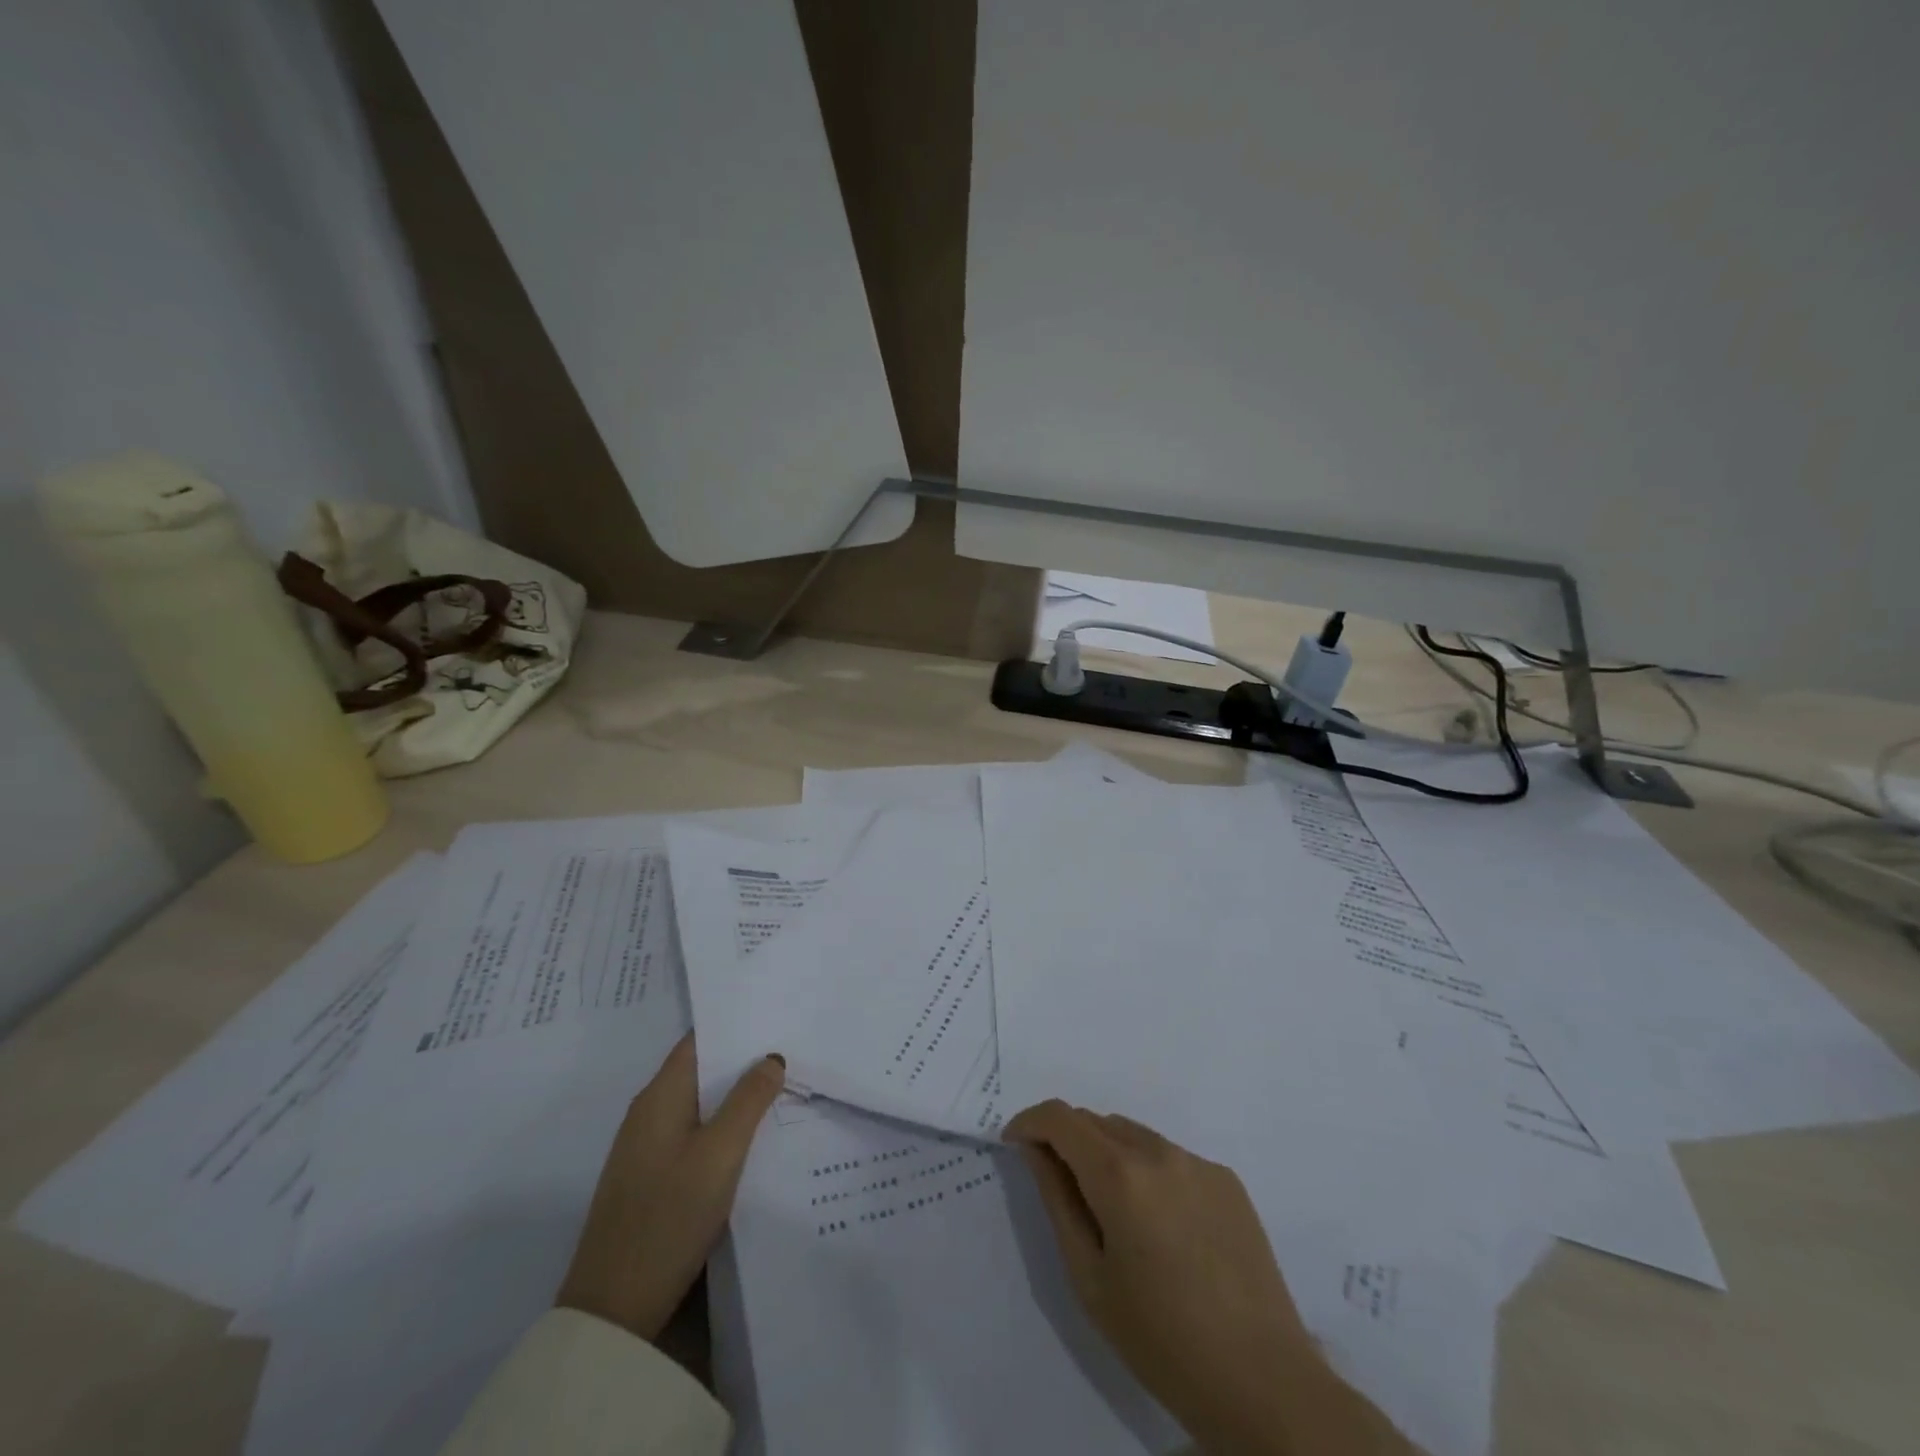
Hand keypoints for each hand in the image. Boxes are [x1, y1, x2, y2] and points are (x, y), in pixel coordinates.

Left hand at [557, 1035, 784, 1341]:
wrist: (613, 1311)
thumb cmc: (668, 1217)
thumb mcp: (720, 1154)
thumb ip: (748, 1100)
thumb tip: (771, 1056)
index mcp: (659, 1096)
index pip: (699, 1040)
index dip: (736, 1024)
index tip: (776, 1015)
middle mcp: (648, 1113)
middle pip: (701, 1070)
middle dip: (743, 1060)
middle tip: (792, 1049)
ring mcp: (646, 1148)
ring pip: (699, 1105)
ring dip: (736, 1096)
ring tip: (784, 1087)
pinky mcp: (651, 1179)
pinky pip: (694, 1135)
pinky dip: (724, 1126)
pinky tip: (754, 1137)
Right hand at [1003, 1100, 1410, 1455]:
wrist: (1264, 1382)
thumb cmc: (1161, 1339)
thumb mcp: (1090, 1278)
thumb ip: (1058, 1200)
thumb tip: (1036, 1151)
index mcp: (1120, 1174)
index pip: (1062, 1118)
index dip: (1030, 1122)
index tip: (1015, 1144)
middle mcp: (1159, 1151)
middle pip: (1097, 1122)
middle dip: (1067, 1140)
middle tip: (1059, 1186)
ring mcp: (1198, 1162)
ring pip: (1134, 1135)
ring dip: (1108, 1153)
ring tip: (1113, 1212)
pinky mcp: (1227, 1180)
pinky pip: (1170, 1157)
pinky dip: (1148, 1171)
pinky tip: (1162, 1227)